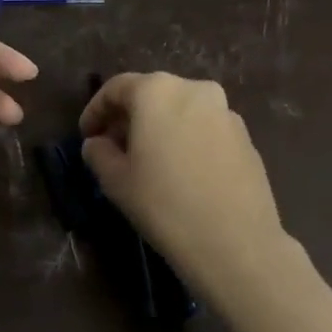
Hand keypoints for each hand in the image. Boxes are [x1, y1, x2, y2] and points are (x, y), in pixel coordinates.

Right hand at [79, 72, 293, 303]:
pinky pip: (204, 129)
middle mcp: (194, 90)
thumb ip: (98, 152)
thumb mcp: (115, 181)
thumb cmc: (164, 205)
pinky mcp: (245, 137)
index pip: (116, 88)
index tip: (86, 136)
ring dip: (159, 128)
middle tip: (113, 147)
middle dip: (128, 118)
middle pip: (151, 94)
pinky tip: (180, 172)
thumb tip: (97, 143)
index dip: (95, 111)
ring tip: (147, 161)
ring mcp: (225, 112)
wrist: (236, 243)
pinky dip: (185, 140)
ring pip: (180, 111)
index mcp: (157, 91)